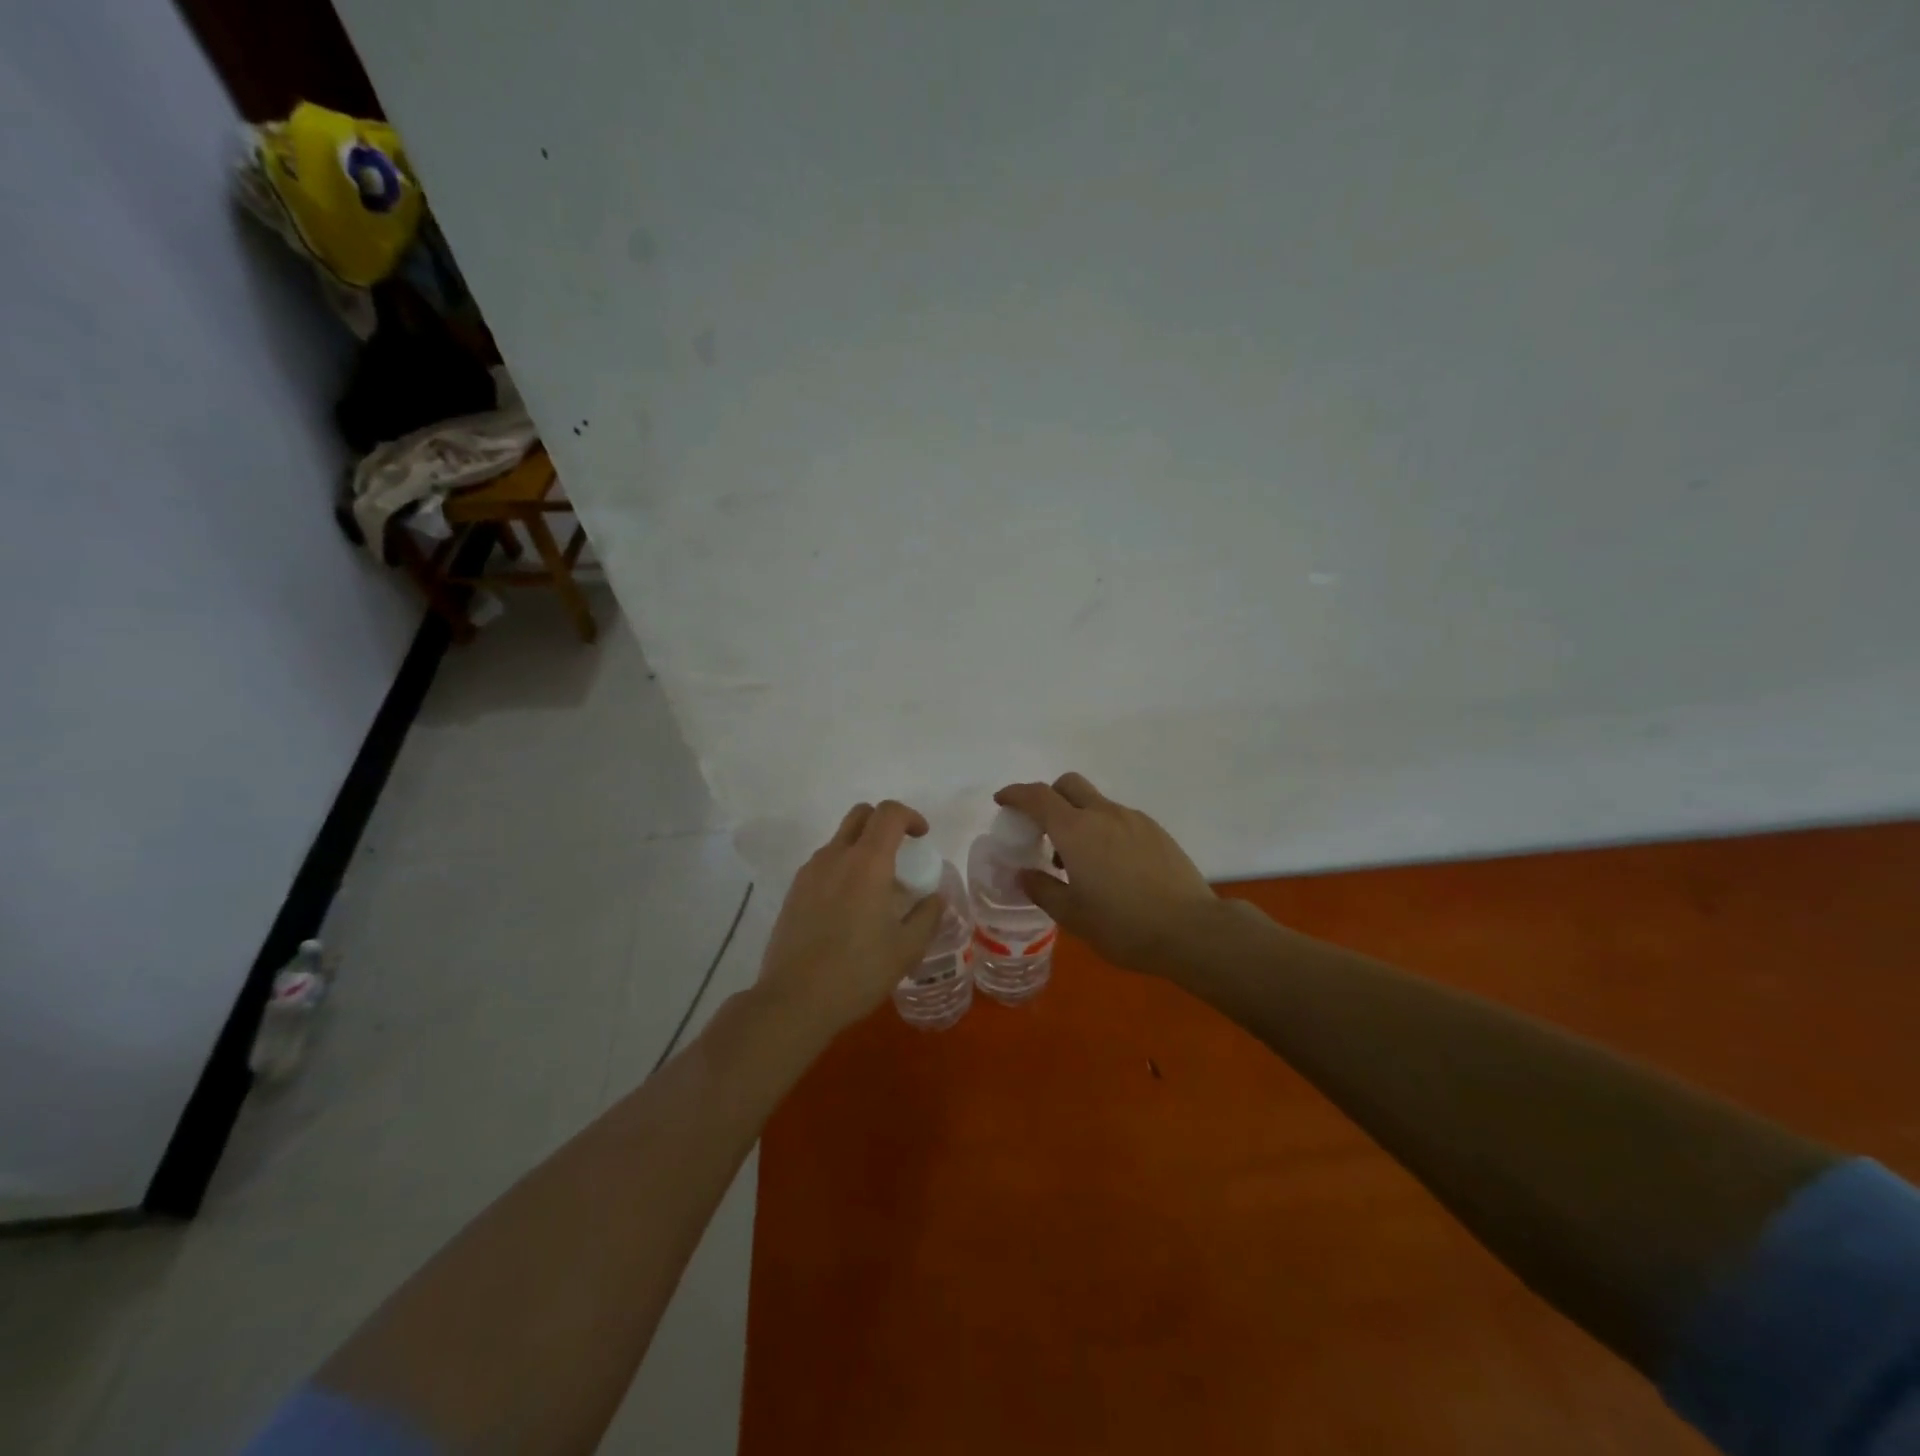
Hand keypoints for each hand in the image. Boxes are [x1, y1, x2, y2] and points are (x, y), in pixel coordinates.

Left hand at [757, 800, 944, 1035]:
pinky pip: (824, 864)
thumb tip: (935, 897)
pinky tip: (850, 908)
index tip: (922, 838)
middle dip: (884, 823)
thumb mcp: (907, 949)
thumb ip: (927, 916)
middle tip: (900, 853)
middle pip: (860, 815)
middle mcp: (835, 857)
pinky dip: (842, 869)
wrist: (794, 1000)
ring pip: (840, 840)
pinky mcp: (793, 891)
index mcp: (867, 863)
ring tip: (876, 888)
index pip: (888, 813)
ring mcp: (809, 872)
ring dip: (862, 848)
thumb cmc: (857, 972)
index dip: (910, 816)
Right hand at [995, 773, 1219, 977]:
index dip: (1015, 794)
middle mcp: (1104, 814)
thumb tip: (1023, 874)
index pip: (1037, 797)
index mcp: (1076, 831)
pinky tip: (1111, 866)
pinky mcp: (1156, 831)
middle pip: (1068, 785)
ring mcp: (1134, 820)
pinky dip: (1103, 829)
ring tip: (1078, 861)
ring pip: (1096, 803)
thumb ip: (1042, 889)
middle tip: (1041, 829)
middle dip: (1048, 797)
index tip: (1002, 801)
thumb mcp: (1073, 916)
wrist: (1192, 930)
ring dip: (1078, 818)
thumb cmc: (1124, 926)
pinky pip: (1119, 819)